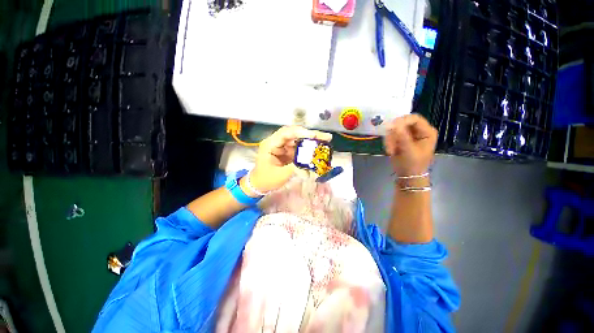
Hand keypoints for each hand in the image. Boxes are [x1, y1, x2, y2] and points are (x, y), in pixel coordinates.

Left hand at [247, 126, 331, 193]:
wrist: (259, 185)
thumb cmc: (266, 179)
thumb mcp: (280, 175)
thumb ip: (295, 168)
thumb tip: (311, 164)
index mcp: (270, 144)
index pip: (286, 133)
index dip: (300, 132)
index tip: (314, 135)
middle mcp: (277, 142)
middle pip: (295, 134)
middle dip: (310, 135)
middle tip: (326, 137)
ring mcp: (283, 147)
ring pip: (299, 141)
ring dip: (311, 142)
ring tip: (325, 142)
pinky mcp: (287, 152)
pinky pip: (299, 148)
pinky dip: (308, 150)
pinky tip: (317, 151)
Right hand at [383, 114, 437, 175]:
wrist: (408, 176)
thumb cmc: (413, 165)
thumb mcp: (408, 150)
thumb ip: (402, 136)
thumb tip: (393, 123)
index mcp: (427, 132)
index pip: (414, 118)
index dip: (402, 121)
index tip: (390, 128)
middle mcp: (418, 131)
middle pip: (402, 123)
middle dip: (394, 133)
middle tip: (389, 143)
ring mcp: (408, 135)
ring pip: (394, 130)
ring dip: (390, 140)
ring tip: (390, 151)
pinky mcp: (400, 139)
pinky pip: (391, 135)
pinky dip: (388, 142)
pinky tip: (390, 151)